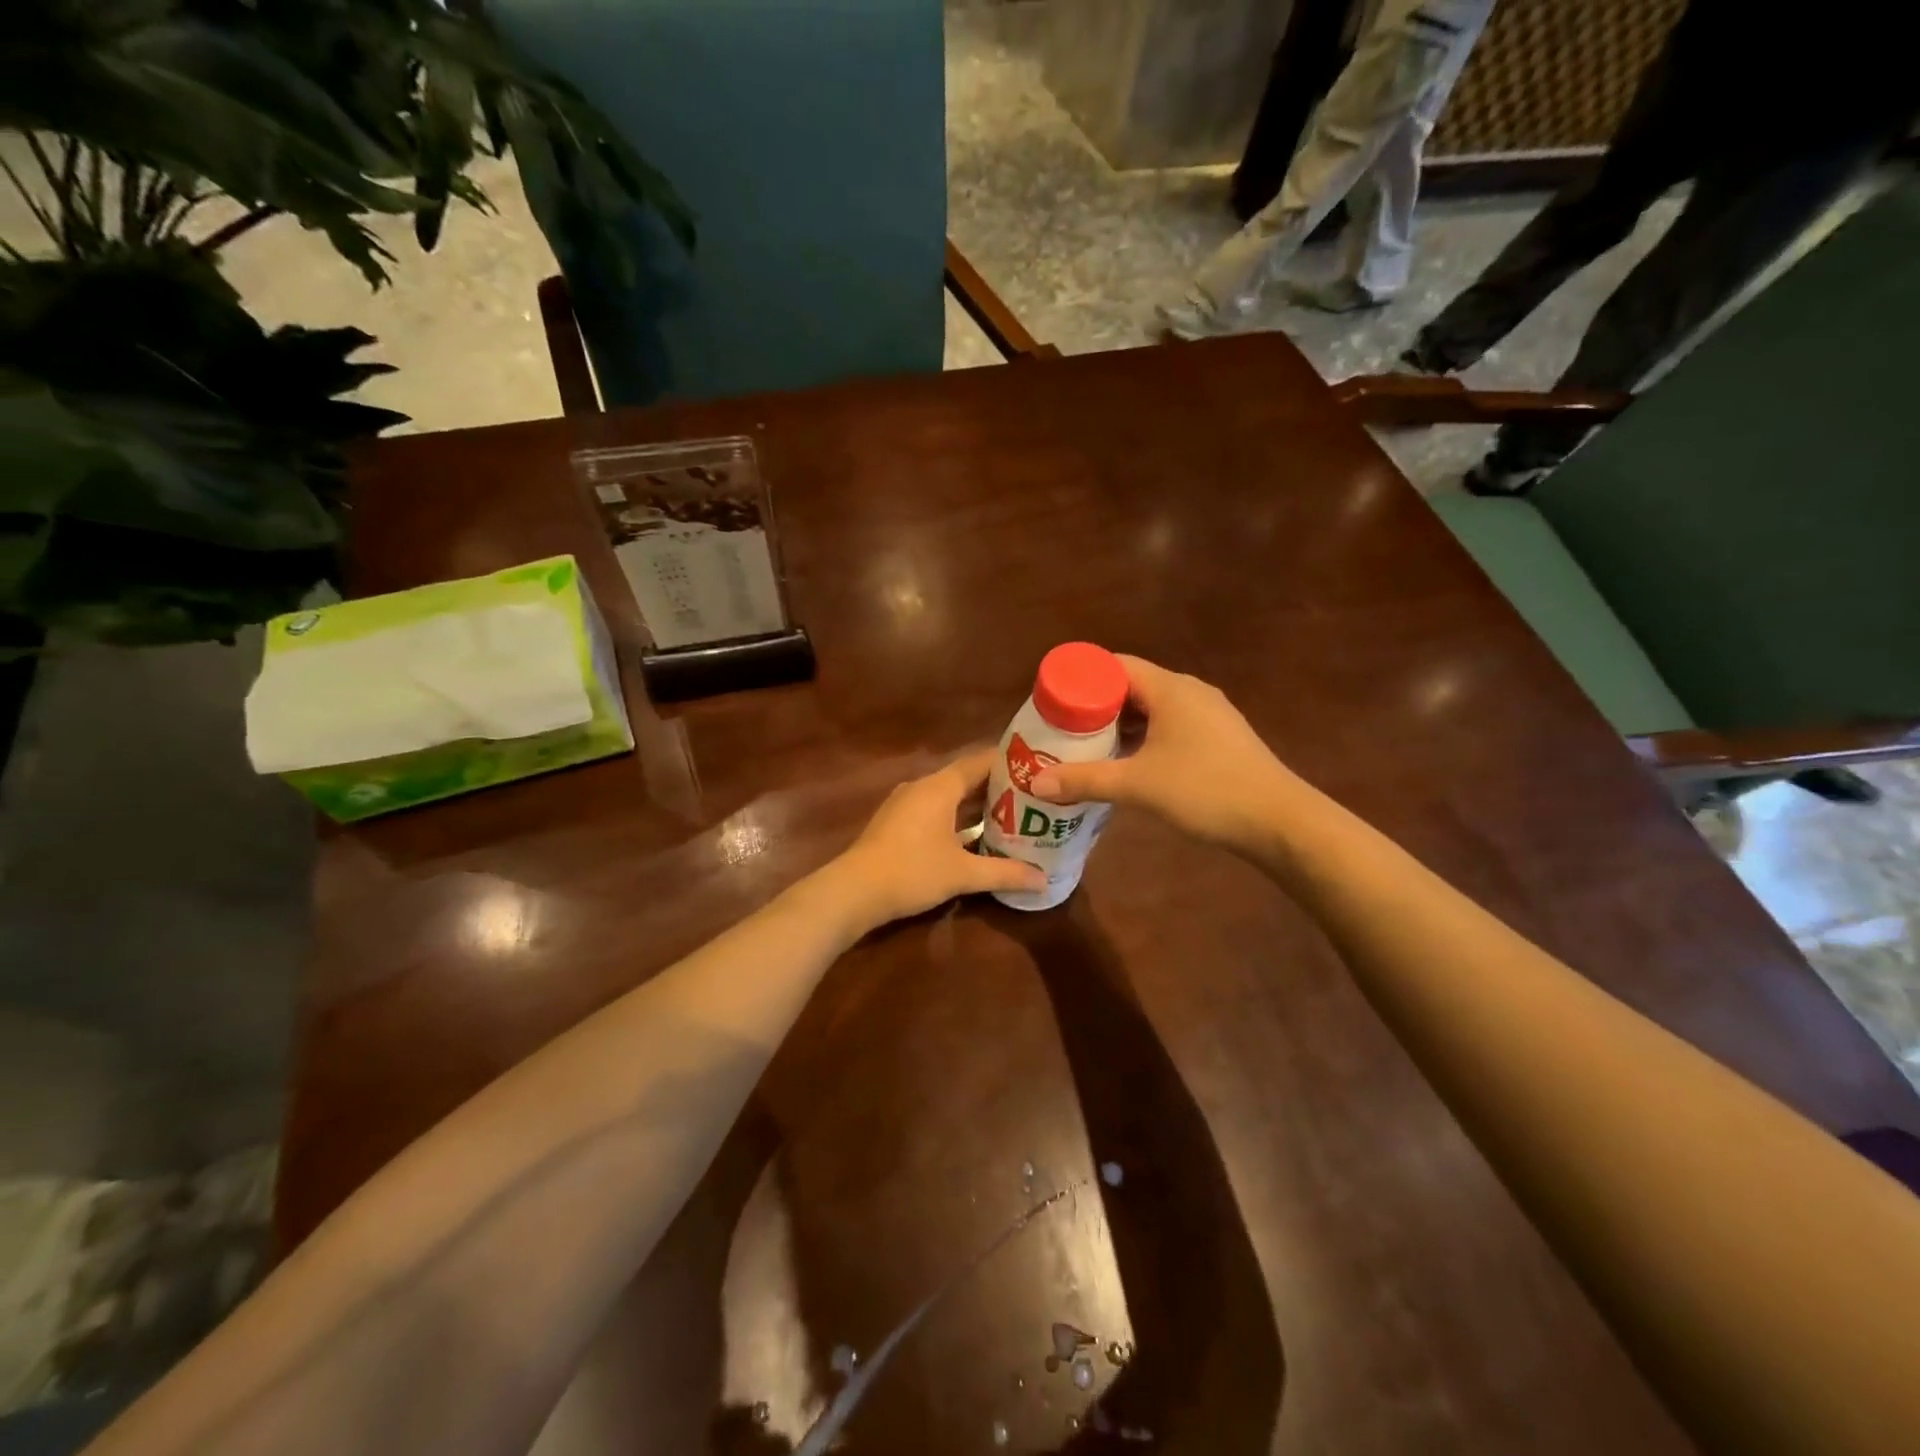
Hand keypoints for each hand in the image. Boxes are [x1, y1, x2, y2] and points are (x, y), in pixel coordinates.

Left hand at [833, 749, 1046, 925]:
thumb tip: (1044, 881)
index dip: (1009, 763)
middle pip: (965, 778)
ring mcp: (905, 803)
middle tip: (1032, 797)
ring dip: (975, 805)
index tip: (1036, 770)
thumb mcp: (963, 874)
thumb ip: (1005, 873)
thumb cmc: (912, 871)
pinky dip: (955, 817)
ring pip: (948, 795)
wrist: (854, 891)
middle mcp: (922, 787)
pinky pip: (933, 809)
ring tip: (1009, 816)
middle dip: (997, 787)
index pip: (980, 761)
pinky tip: (972, 836)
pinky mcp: (895, 822)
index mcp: (940, 786)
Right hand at [1030, 656, 1296, 849]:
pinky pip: (1169, 725)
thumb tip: (1035, 783)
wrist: (1278, 820)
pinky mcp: (1218, 737)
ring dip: (1119, 725)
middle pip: (1130, 686)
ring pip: (1151, 708)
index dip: (1081, 679)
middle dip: (1095, 707)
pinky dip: (1143, 737)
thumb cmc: (1205, 790)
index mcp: (1170, 689)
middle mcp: (1189, 692)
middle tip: (1063, 730)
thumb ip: (1085, 781)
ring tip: (1088, 748)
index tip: (1053, 703)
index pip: (1114, 665)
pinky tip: (1128, 763)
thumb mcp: (1137, 785)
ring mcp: (1208, 714)